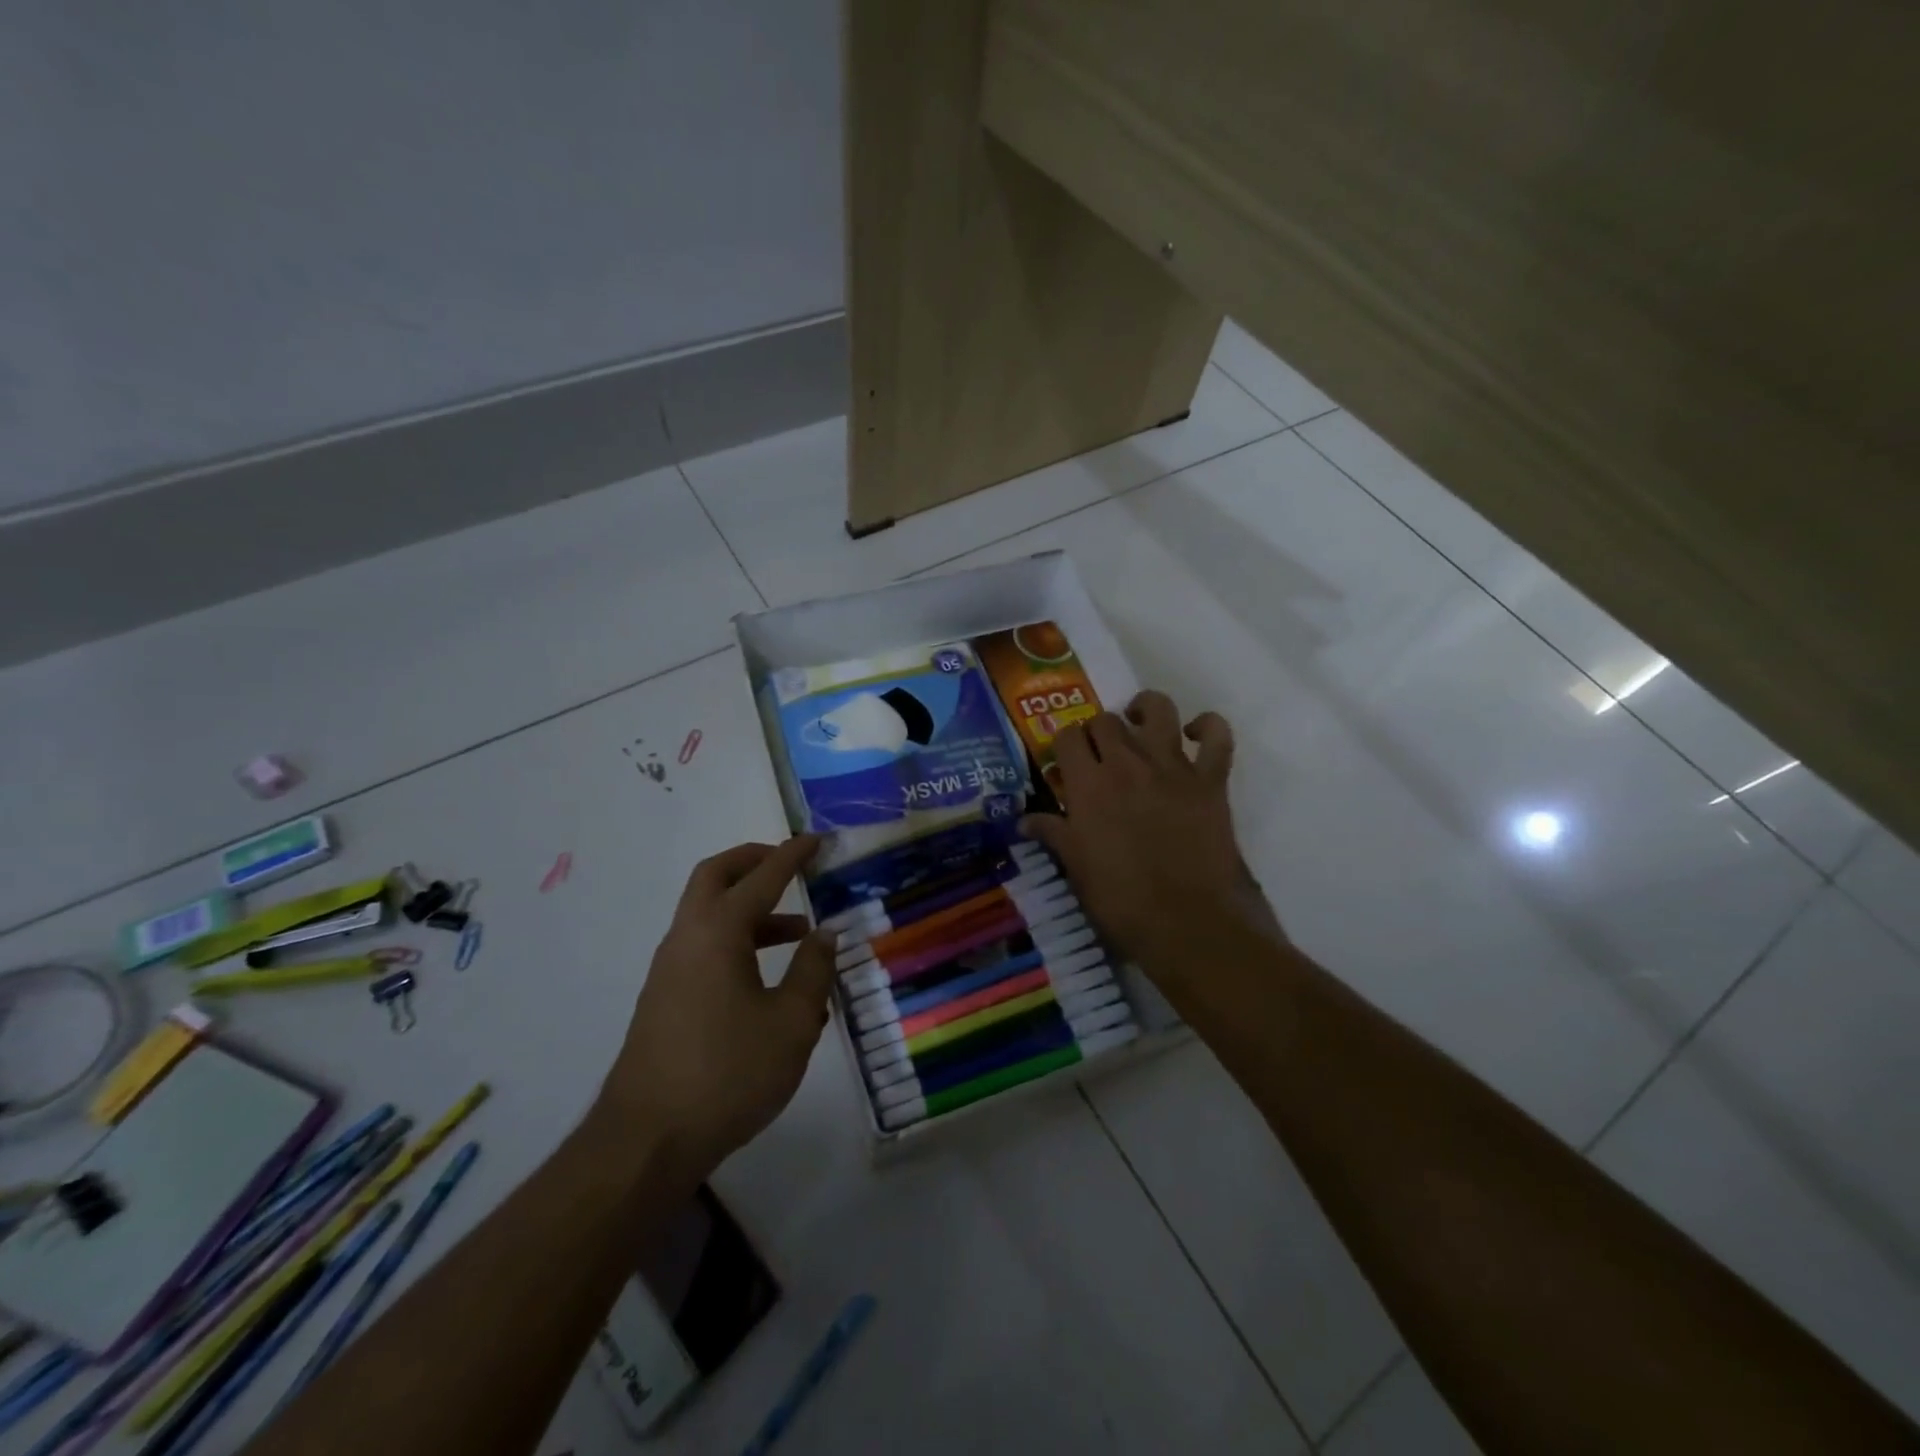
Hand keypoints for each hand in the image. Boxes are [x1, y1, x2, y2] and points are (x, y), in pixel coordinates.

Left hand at [602, 836, 836, 1171]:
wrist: (646, 1141)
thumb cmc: (728, 1073)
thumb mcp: (791, 1022)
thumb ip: (812, 971)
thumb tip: (825, 935)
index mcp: (718, 931)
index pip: (761, 876)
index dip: (792, 854)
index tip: (816, 840)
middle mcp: (687, 937)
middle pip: (716, 876)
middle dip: (754, 862)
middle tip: (791, 864)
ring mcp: (670, 969)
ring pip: (709, 914)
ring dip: (752, 909)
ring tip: (800, 933)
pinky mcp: (665, 999)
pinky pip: (705, 947)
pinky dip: (738, 941)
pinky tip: (770, 980)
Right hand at [1022, 692, 1283, 985]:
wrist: (1187, 923)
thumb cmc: (1121, 900)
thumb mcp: (1076, 868)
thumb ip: (1052, 834)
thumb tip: (1022, 821)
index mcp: (1089, 784)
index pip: (1068, 736)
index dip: (1065, 744)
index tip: (1067, 762)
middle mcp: (1127, 764)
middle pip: (1106, 720)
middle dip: (1098, 731)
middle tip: (1100, 755)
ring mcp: (1173, 767)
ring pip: (1158, 709)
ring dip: (1145, 710)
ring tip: (1139, 725)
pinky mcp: (1211, 780)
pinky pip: (1218, 735)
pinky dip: (1208, 727)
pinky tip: (1194, 735)